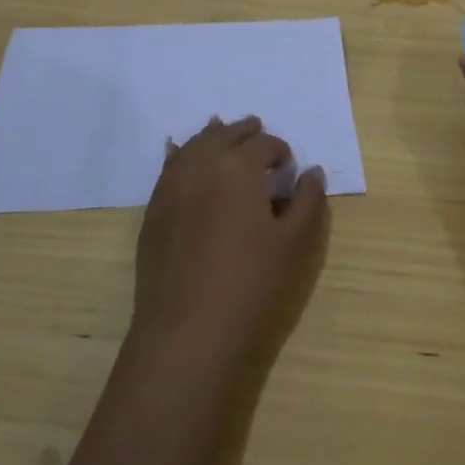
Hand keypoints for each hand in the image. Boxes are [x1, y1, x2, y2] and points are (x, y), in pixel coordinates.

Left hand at [132, 116, 328, 366]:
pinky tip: (180, 155)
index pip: (264, 144)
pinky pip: (168, 168)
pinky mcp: (153, 211)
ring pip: (192, 146)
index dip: (280, 152)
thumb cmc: (251, 284)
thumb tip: (312, 171)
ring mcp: (170, 187)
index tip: (289, 168)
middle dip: (244, 132)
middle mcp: (200, 165)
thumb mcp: (295, 244)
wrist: (188, 332)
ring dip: (212, 138)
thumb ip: (309, 201)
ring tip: (222, 133)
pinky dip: (181, 156)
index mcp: (238, 167)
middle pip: (224, 135)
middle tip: (258, 132)